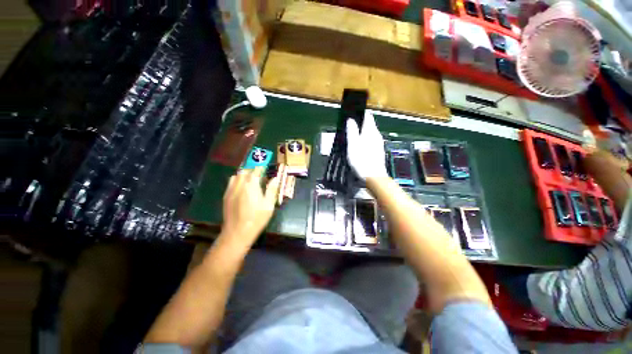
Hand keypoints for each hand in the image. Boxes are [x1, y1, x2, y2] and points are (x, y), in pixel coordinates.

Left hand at [220, 167, 279, 247]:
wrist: (237, 232)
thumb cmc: (257, 218)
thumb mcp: (269, 205)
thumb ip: (272, 189)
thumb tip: (275, 178)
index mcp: (251, 185)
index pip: (256, 170)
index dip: (261, 166)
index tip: (266, 164)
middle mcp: (240, 184)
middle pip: (245, 170)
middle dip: (253, 169)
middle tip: (260, 173)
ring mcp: (231, 190)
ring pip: (237, 175)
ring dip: (244, 173)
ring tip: (251, 178)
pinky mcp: (226, 196)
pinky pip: (231, 182)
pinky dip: (238, 180)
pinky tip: (242, 187)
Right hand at [346, 112, 387, 179]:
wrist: (373, 176)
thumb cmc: (361, 160)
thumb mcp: (353, 144)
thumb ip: (352, 131)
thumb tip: (351, 119)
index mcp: (371, 131)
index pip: (368, 116)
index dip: (360, 113)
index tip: (353, 113)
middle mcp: (377, 135)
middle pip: (369, 125)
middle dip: (360, 123)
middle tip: (350, 126)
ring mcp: (379, 144)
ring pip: (370, 133)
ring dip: (362, 132)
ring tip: (352, 136)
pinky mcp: (378, 151)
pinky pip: (371, 141)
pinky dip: (365, 140)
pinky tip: (359, 146)